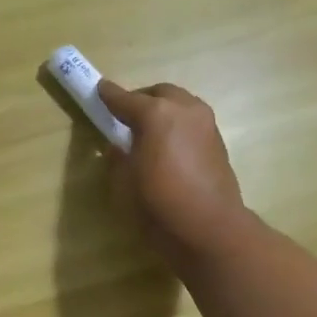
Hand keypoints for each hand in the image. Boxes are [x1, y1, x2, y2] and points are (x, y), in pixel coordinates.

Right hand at [96, 80, 248, 266]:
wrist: (209, 226)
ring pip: (180, 103)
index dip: (109, 95)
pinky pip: (192, 121)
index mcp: (156, 114)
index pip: (126, 99)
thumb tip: (117, 147)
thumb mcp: (124, 183)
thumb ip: (118, 158)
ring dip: (163, 109)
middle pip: (159, 93)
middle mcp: (184, 109)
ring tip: (149, 130)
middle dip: (141, 99)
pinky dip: (178, 124)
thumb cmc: (159, 204)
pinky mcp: (218, 141)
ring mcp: (205, 123)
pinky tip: (169, 145)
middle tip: (125, 115)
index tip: (99, 90)